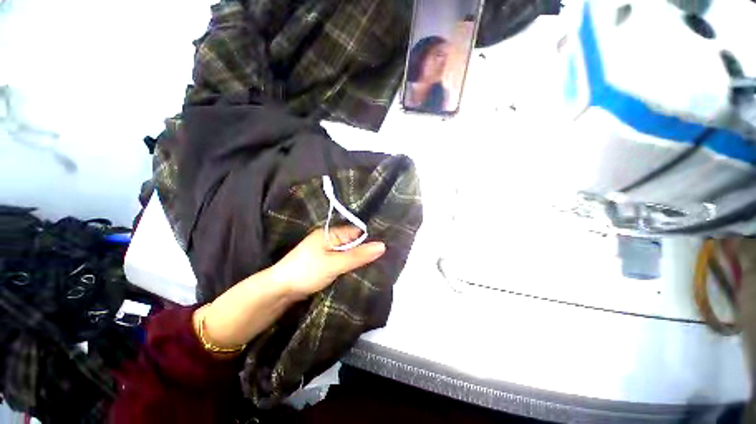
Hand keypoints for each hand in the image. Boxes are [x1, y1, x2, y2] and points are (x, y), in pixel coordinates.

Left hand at [270, 226, 385, 299]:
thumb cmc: (307, 271)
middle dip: (367, 250)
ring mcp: (327, 252)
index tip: (389, 245)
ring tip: (380, 264)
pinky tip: (363, 271)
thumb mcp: (335, 263)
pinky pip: (343, 262)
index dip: (372, 238)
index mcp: (331, 233)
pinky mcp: (325, 264)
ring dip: (360, 259)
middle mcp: (330, 240)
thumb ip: (358, 255)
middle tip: (387, 257)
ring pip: (349, 253)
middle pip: (354, 242)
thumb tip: (383, 246)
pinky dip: (351, 266)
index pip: (357, 231)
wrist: (279, 291)